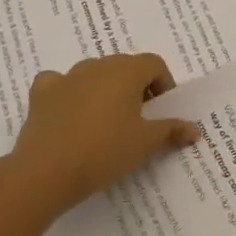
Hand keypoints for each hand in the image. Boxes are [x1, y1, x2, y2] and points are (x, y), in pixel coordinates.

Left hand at [9, 53, 201, 208]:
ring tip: (106, 121)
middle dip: (136, 86)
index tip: (162, 110)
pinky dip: (68, 93)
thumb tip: (194, 130)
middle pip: (124, 66)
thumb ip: (171, 130)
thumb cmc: (105, 151)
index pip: (154, 63)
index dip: (163, 83)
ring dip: (104, 89)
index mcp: (126, 71)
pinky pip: (59, 84)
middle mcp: (96, 66)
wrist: (46, 171)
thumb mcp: (146, 144)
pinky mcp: (41, 94)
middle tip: (139, 118)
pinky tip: (70, 113)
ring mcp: (66, 77)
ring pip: (93, 74)